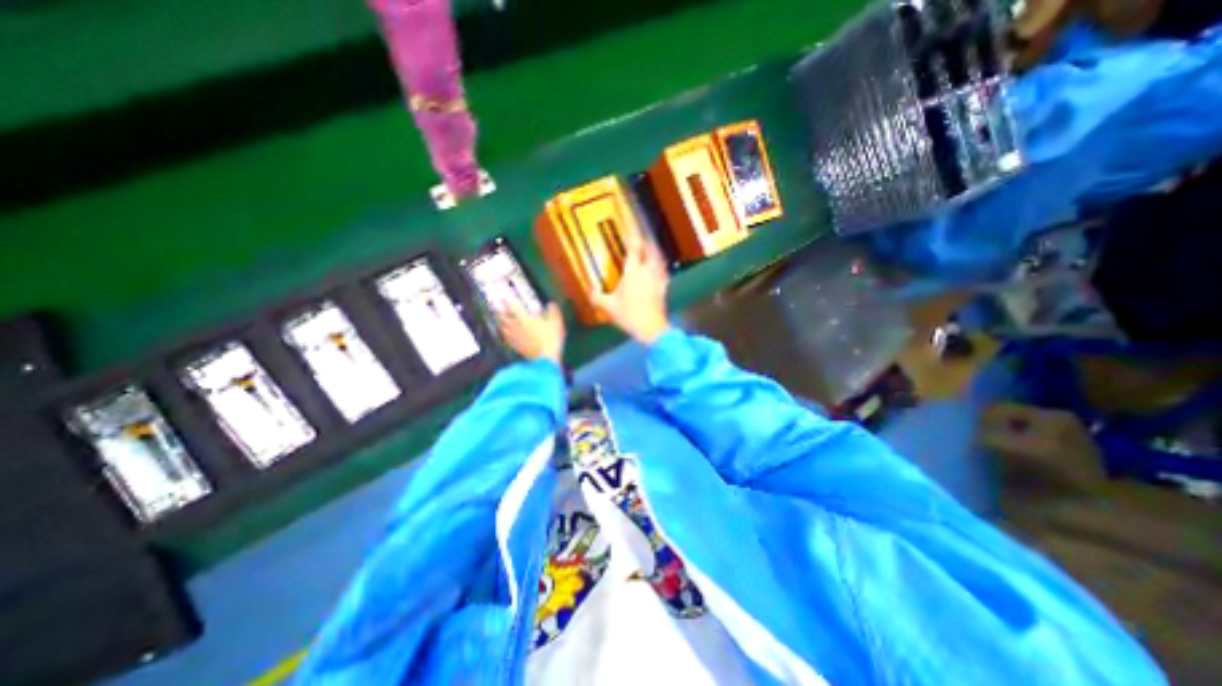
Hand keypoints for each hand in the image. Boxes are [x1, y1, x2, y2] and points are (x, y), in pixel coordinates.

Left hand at [495, 300, 567, 363]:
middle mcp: (516, 326)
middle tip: (501, 308)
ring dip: (501, 323)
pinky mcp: (515, 347)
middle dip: (501, 312)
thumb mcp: (556, 322)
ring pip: (503, 328)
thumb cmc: (551, 338)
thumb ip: (553, 311)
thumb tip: (551, 304)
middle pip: (503, 317)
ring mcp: (514, 338)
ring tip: (502, 320)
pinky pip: (506, 339)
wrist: (545, 358)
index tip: (504, 297)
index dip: (507, 301)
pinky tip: (507, 335)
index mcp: (524, 318)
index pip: (512, 306)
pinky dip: (505, 334)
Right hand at [591, 233, 671, 345]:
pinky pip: (663, 273)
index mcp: (633, 272)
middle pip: (650, 251)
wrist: (651, 328)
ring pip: (658, 261)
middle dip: (645, 244)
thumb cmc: (629, 315)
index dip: (631, 240)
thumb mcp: (608, 307)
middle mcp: (647, 271)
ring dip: (654, 254)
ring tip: (649, 253)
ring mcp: (657, 280)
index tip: (627, 236)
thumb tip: (590, 290)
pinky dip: (660, 268)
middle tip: (639, 242)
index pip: (634, 250)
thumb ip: (597, 297)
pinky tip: (658, 271)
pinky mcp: (663, 289)